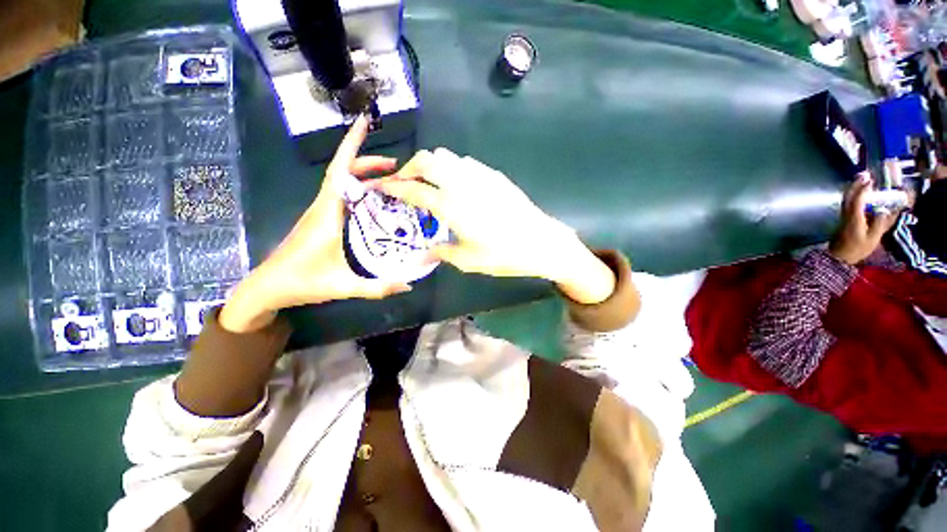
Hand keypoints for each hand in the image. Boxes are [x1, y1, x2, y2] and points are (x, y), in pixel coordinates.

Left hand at [219, 117, 411, 332]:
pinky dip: (360, 191)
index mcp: (326, 214)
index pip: (339, 171)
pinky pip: (343, 197)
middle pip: (344, 172)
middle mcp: (323, 207)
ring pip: (343, 183)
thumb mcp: (342, 286)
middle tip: (398, 167)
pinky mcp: (322, 220)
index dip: (352, 145)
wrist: (267, 288)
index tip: (365, 123)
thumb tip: (409, 286)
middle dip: (369, 162)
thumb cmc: (300, 282)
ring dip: (366, 176)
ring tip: (393, 181)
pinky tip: (376, 202)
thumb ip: (377, 288)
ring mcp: (321, 212)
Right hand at [373, 148, 615, 303]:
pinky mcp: (494, 175)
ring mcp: (480, 175)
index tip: (381, 187)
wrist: (541, 241)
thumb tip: (421, 257)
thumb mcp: (468, 260)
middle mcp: (462, 183)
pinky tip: (456, 187)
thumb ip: (441, 253)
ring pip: (446, 156)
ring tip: (430, 185)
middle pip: (427, 160)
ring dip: (431, 166)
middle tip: (406, 185)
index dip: (393, 187)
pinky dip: (451, 168)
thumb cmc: (504, 255)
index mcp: (451, 206)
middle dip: (409, 168)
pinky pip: (465, 163)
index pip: (413, 190)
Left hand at [829, 173, 900, 265]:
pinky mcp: (843, 219)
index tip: (870, 180)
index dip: (863, 190)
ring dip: (854, 188)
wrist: (839, 258)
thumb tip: (886, 211)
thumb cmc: (857, 249)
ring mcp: (843, 216)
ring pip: (847, 199)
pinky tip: (860, 193)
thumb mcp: (873, 239)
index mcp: (854, 219)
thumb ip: (880, 224)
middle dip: (857, 184)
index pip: (857, 201)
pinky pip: (848, 204)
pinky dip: (854, 196)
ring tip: (863, 179)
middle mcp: (847, 215)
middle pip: (850, 196)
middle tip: (865, 174)